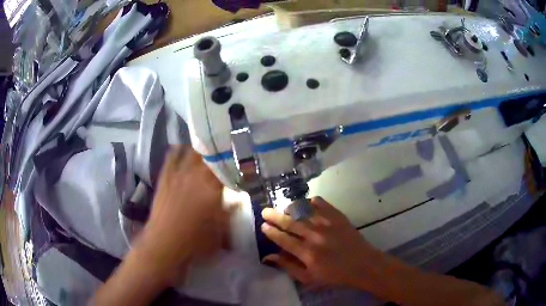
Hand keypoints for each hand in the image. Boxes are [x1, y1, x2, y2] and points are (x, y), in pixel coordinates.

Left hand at [140, 146, 228, 270]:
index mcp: (212, 188)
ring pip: (191, 153)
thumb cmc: (197, 241)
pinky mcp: (165, 178)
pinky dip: (177, 151)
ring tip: (206, 146)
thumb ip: (231, 212)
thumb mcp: (222, 231)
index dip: (233, 161)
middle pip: (209, 156)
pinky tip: (181, 147)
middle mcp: (196, 176)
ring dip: (200, 148)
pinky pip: (171, 158)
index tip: (238, 159)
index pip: (226, 168)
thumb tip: (239, 199)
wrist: (166, 243)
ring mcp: (179, 175)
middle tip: (224, 151)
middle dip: (218, 151)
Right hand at [261, 197, 383, 288]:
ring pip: (304, 211)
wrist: (362, 264)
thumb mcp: (309, 278)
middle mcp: (315, 236)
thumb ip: (288, 267)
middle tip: (265, 211)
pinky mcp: (338, 216)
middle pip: (290, 223)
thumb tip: (269, 257)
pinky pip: (321, 203)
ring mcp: (327, 224)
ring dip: (291, 208)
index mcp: (307, 253)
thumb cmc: (334, 274)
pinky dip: (311, 201)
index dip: (271, 232)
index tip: (263, 226)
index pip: (284, 239)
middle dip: (275, 216)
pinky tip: (307, 203)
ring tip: (284, 208)